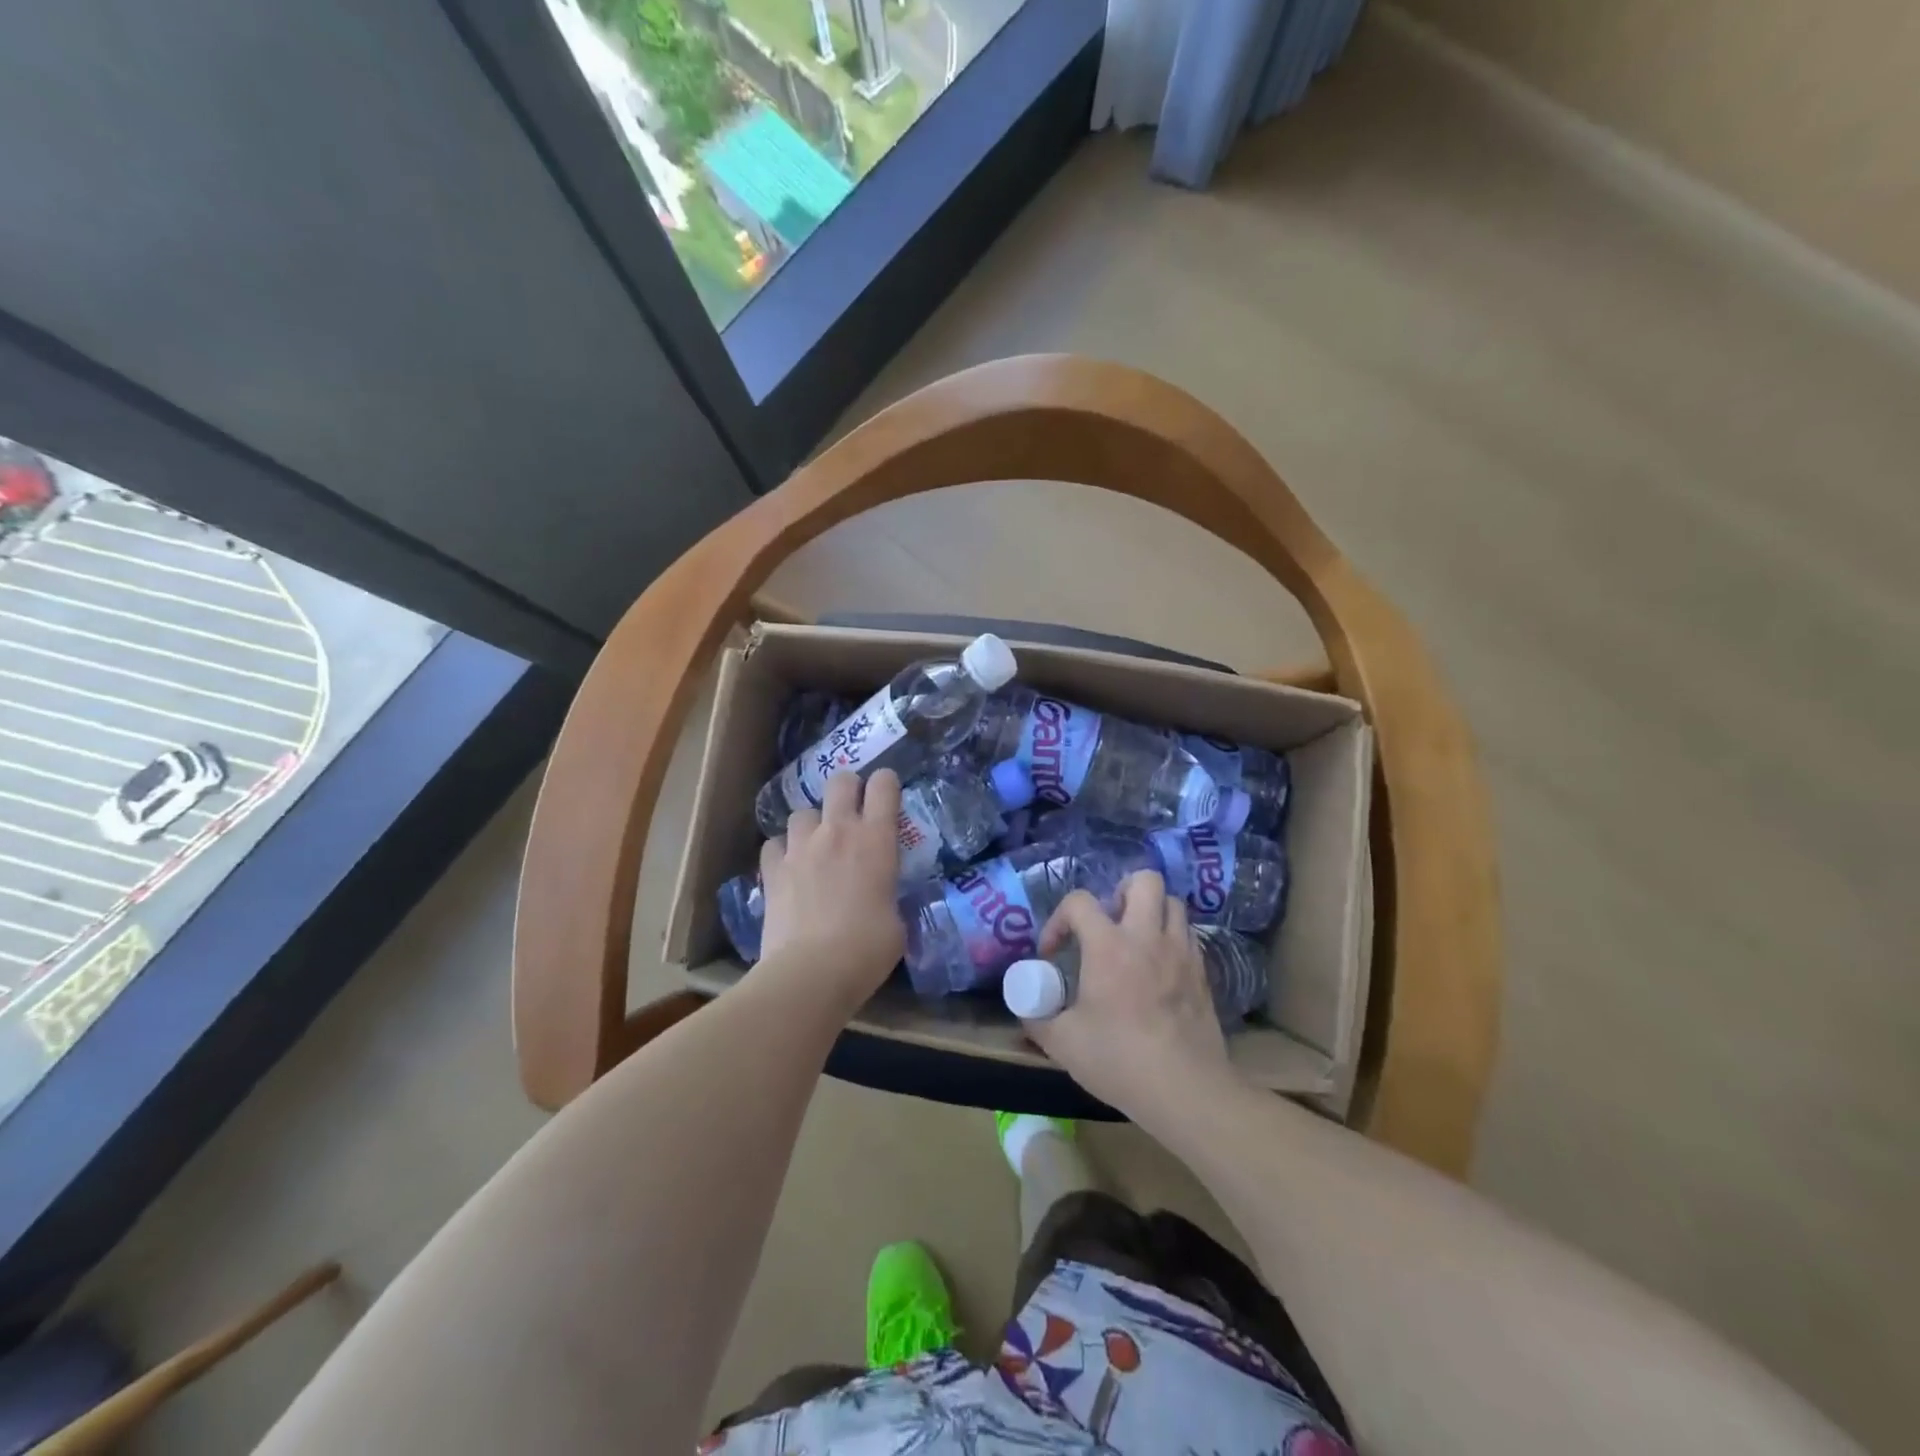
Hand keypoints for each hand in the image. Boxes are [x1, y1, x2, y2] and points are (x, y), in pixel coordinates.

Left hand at [757, 769, 904, 1010]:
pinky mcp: (772, 869)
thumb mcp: (897, 920)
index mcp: (876, 839)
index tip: (887, 795)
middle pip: (839, 781)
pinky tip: (788, 868)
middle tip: (851, 812)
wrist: (812, 971)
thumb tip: (881, 896)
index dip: (886, 784)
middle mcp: (838, 831)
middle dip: (847, 789)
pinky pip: (774, 844)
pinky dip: (782, 851)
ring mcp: (800, 847)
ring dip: (812, 824)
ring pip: (802, 812)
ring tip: (815, 846)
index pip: (883, 785)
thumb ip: (888, 894)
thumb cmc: (867, 949)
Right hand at [1024, 871, 1236, 1116]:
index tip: (1053, 952)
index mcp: (1108, 946)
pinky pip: (1188, 936)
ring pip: (1173, 903)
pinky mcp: (1203, 973)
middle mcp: (1147, 937)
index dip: (1059, 920)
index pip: (1080, 901)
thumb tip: (1027, 1010)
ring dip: (1151, 912)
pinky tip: (1158, 969)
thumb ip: (1038, 1019)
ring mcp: (1181, 952)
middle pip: (1144, 881)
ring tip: (1134, 941)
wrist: (1186, 1090)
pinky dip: (1171, 939)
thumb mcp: (1062, 1043)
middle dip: (1121, 892)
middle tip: (1107, 923)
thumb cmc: (1119, 1060)